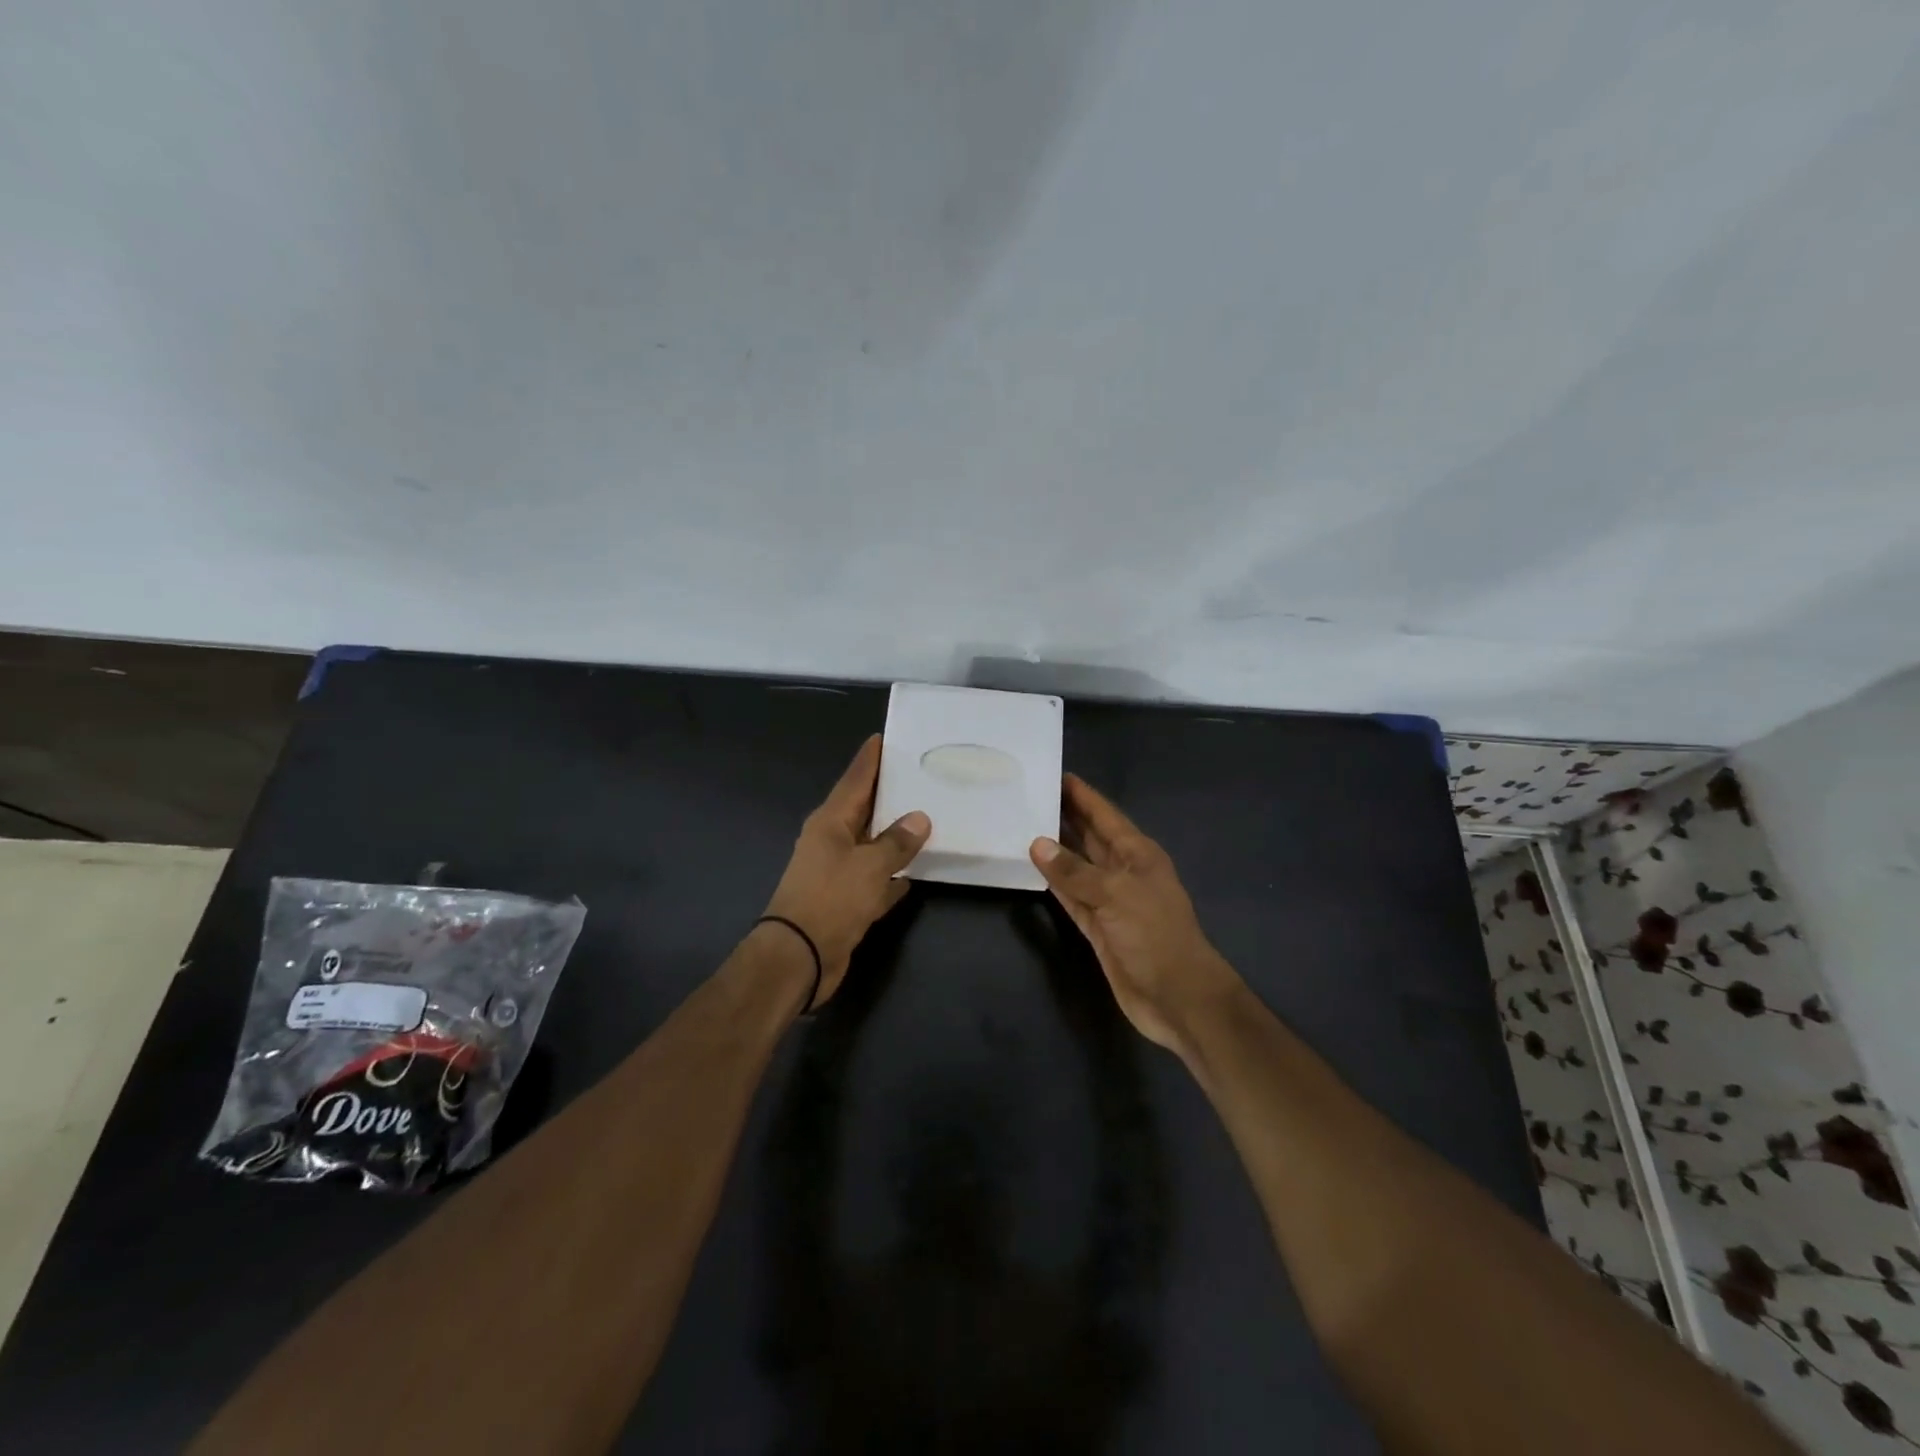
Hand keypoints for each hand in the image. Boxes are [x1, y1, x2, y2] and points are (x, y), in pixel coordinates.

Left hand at [762, 735, 930, 1005]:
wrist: (798, 958)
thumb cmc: (831, 900)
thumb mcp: (870, 867)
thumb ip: (897, 842)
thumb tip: (919, 818)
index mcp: (830, 822)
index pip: (855, 780)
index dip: (870, 759)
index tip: (884, 737)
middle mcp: (831, 841)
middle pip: (864, 809)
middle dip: (889, 794)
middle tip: (919, 774)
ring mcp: (837, 872)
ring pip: (872, 845)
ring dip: (894, 836)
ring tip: (927, 817)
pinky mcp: (845, 901)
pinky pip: (876, 879)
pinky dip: (892, 875)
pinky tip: (915, 874)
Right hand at [1030, 774, 1240, 1053]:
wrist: (1177, 996)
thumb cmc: (1154, 935)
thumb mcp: (1116, 895)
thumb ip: (1074, 871)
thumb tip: (1037, 843)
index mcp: (1138, 855)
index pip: (1106, 816)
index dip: (1083, 796)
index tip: (1057, 774)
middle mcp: (1124, 871)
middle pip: (1090, 837)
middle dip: (1066, 817)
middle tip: (1031, 795)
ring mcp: (1111, 900)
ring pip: (1078, 866)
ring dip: (1056, 849)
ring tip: (1024, 825)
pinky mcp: (1098, 926)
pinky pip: (1071, 896)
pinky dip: (1054, 883)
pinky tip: (1034, 868)